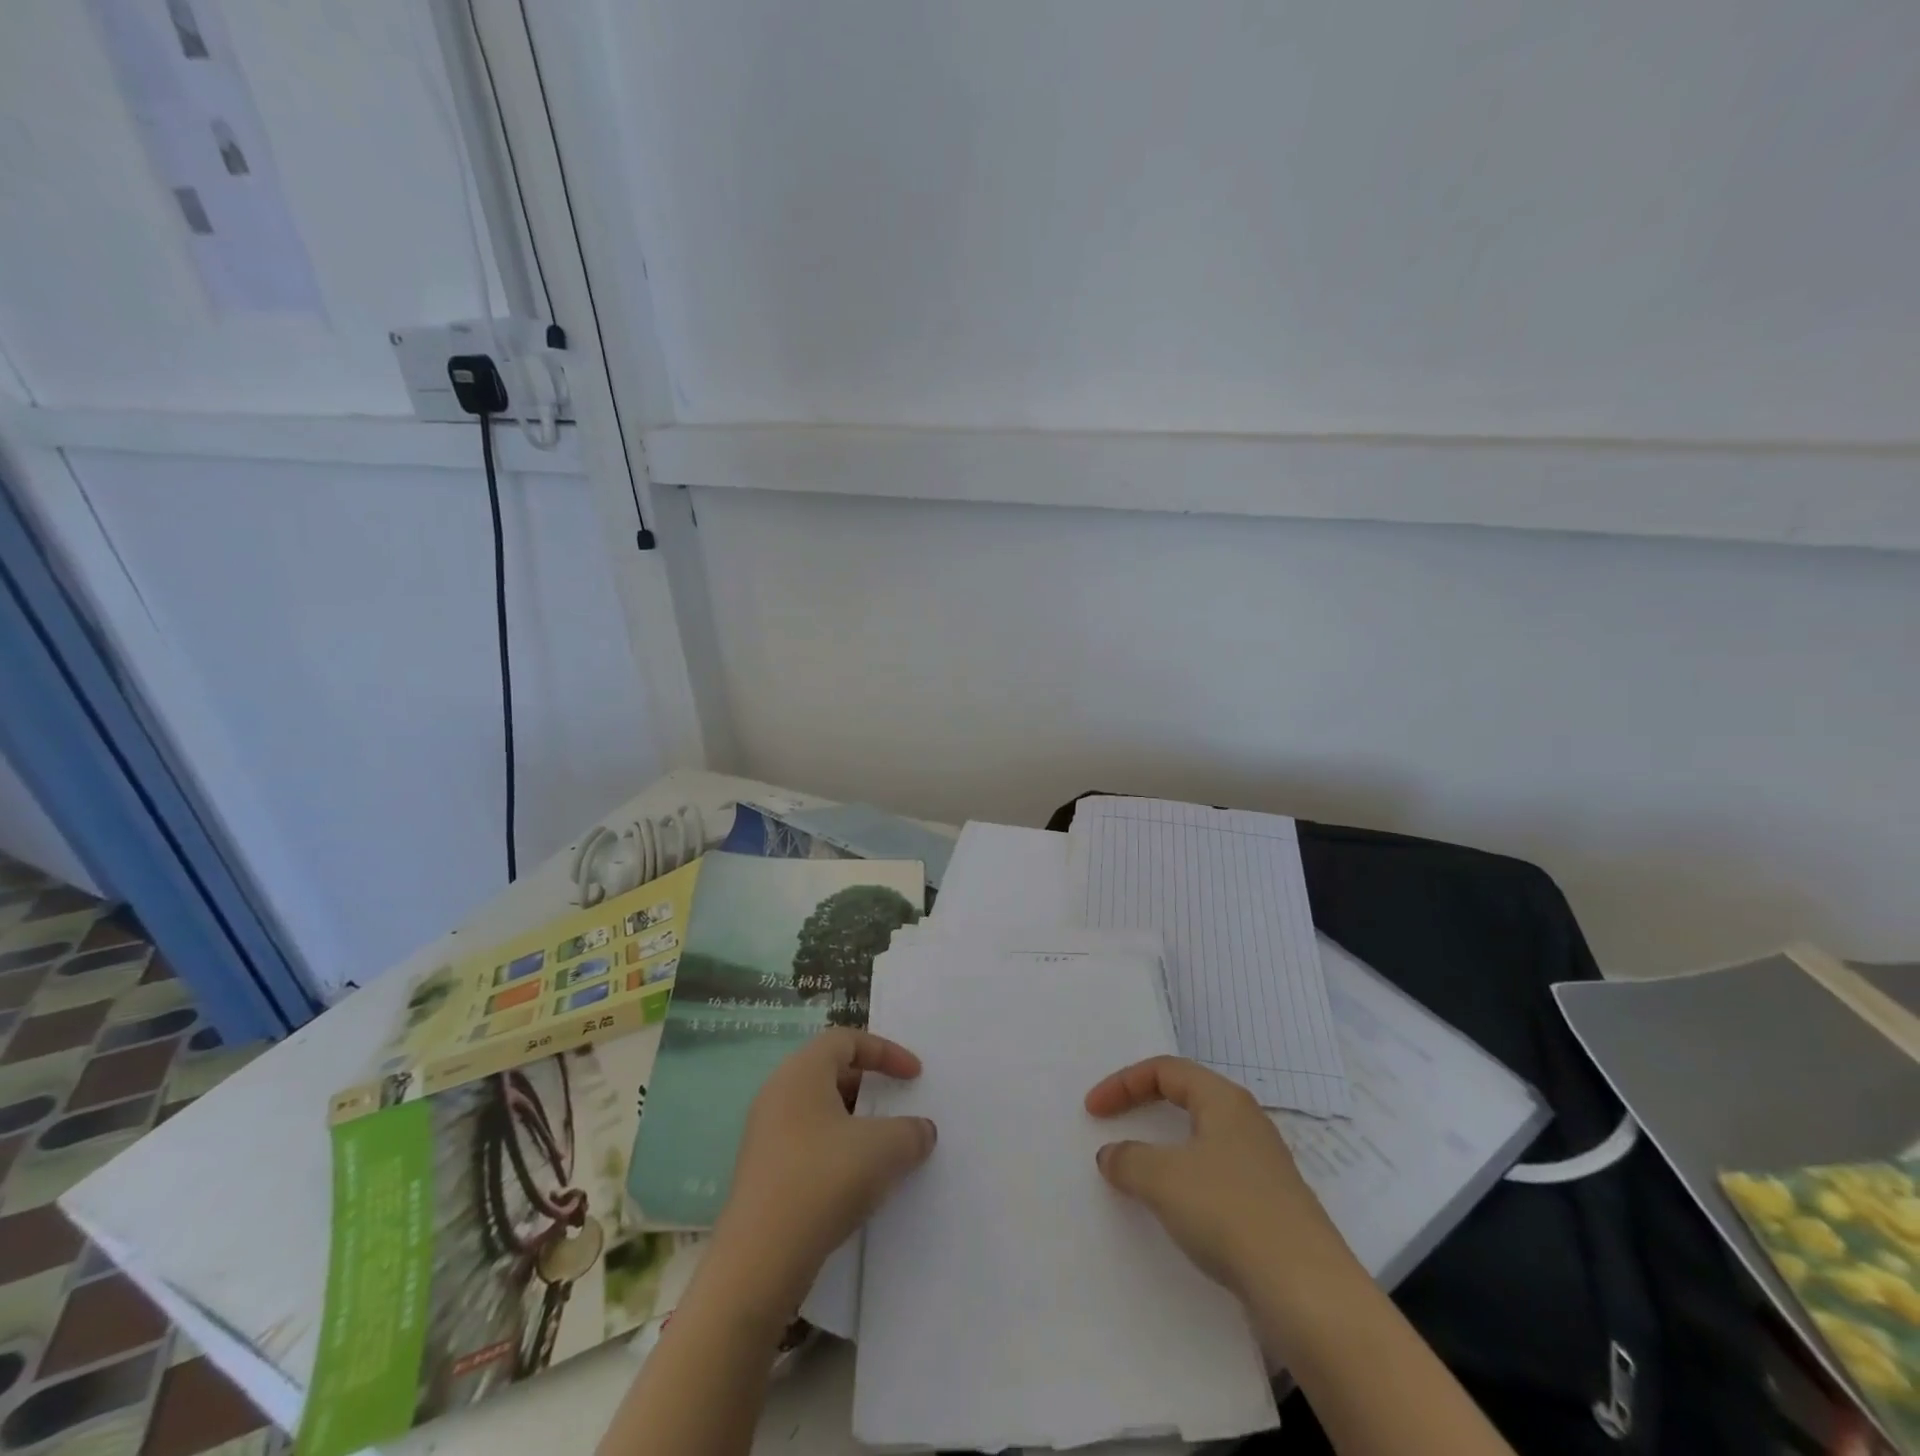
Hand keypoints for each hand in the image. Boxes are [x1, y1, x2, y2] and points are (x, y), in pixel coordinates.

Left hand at [711, 1029, 936, 1312]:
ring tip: (882, 1147)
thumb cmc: (823, 1180)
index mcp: (802, 1071)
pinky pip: (807, 1143)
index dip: (885, 1051)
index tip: (915, 1076)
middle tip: (897, 1105)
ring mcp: (765, 1134)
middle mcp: (778, 1093)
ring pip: (819, 1111)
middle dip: (869, 1085)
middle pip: (830, 1071)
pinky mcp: (762, 1172)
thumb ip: (911, 1131)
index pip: (846, 1039)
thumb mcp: (884, 1149)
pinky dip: (836, 1149)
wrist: (760, 1260)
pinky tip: (855, 1181)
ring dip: (854, 1122)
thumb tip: (921, 1130)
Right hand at [1085, 1055, 1346, 1295]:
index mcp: (1224, 1100)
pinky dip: (1185, 1183)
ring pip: (1201, 1140)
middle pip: (1186, 1098)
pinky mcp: (1268, 1209)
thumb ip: (1128, 1159)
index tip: (1093, 1111)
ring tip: (1137, 1170)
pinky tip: (1175, 1212)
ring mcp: (1262, 1167)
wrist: (1309, 1294)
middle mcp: (1246, 1123)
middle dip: (1144, 1107)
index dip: (1123, 1083)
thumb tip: (1111, 1155)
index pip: (1165, 1070)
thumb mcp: (1163, 1179)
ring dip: (1164, 1149)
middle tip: (1113, 1123)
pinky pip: (1214, 1178)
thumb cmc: (1230, 1212)